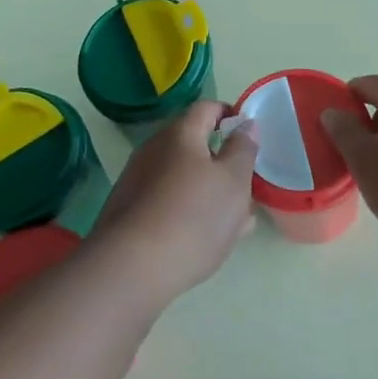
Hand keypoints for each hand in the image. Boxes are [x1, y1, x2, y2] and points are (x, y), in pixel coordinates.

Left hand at [92, 102, 257, 305]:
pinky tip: (202, 241)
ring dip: (208, 192)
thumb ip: (243, 149)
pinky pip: (167, 202)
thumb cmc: (193, 217)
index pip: (206, 108)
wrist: (130, 269)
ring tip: (233, 224)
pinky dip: (188, 212)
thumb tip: (245, 124)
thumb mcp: (234, 181)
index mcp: (180, 134)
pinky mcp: (128, 212)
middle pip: (193, 145)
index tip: (249, 134)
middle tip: (246, 188)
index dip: (229, 115)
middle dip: (222, 163)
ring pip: (182, 178)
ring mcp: (137, 181)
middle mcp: (153, 150)